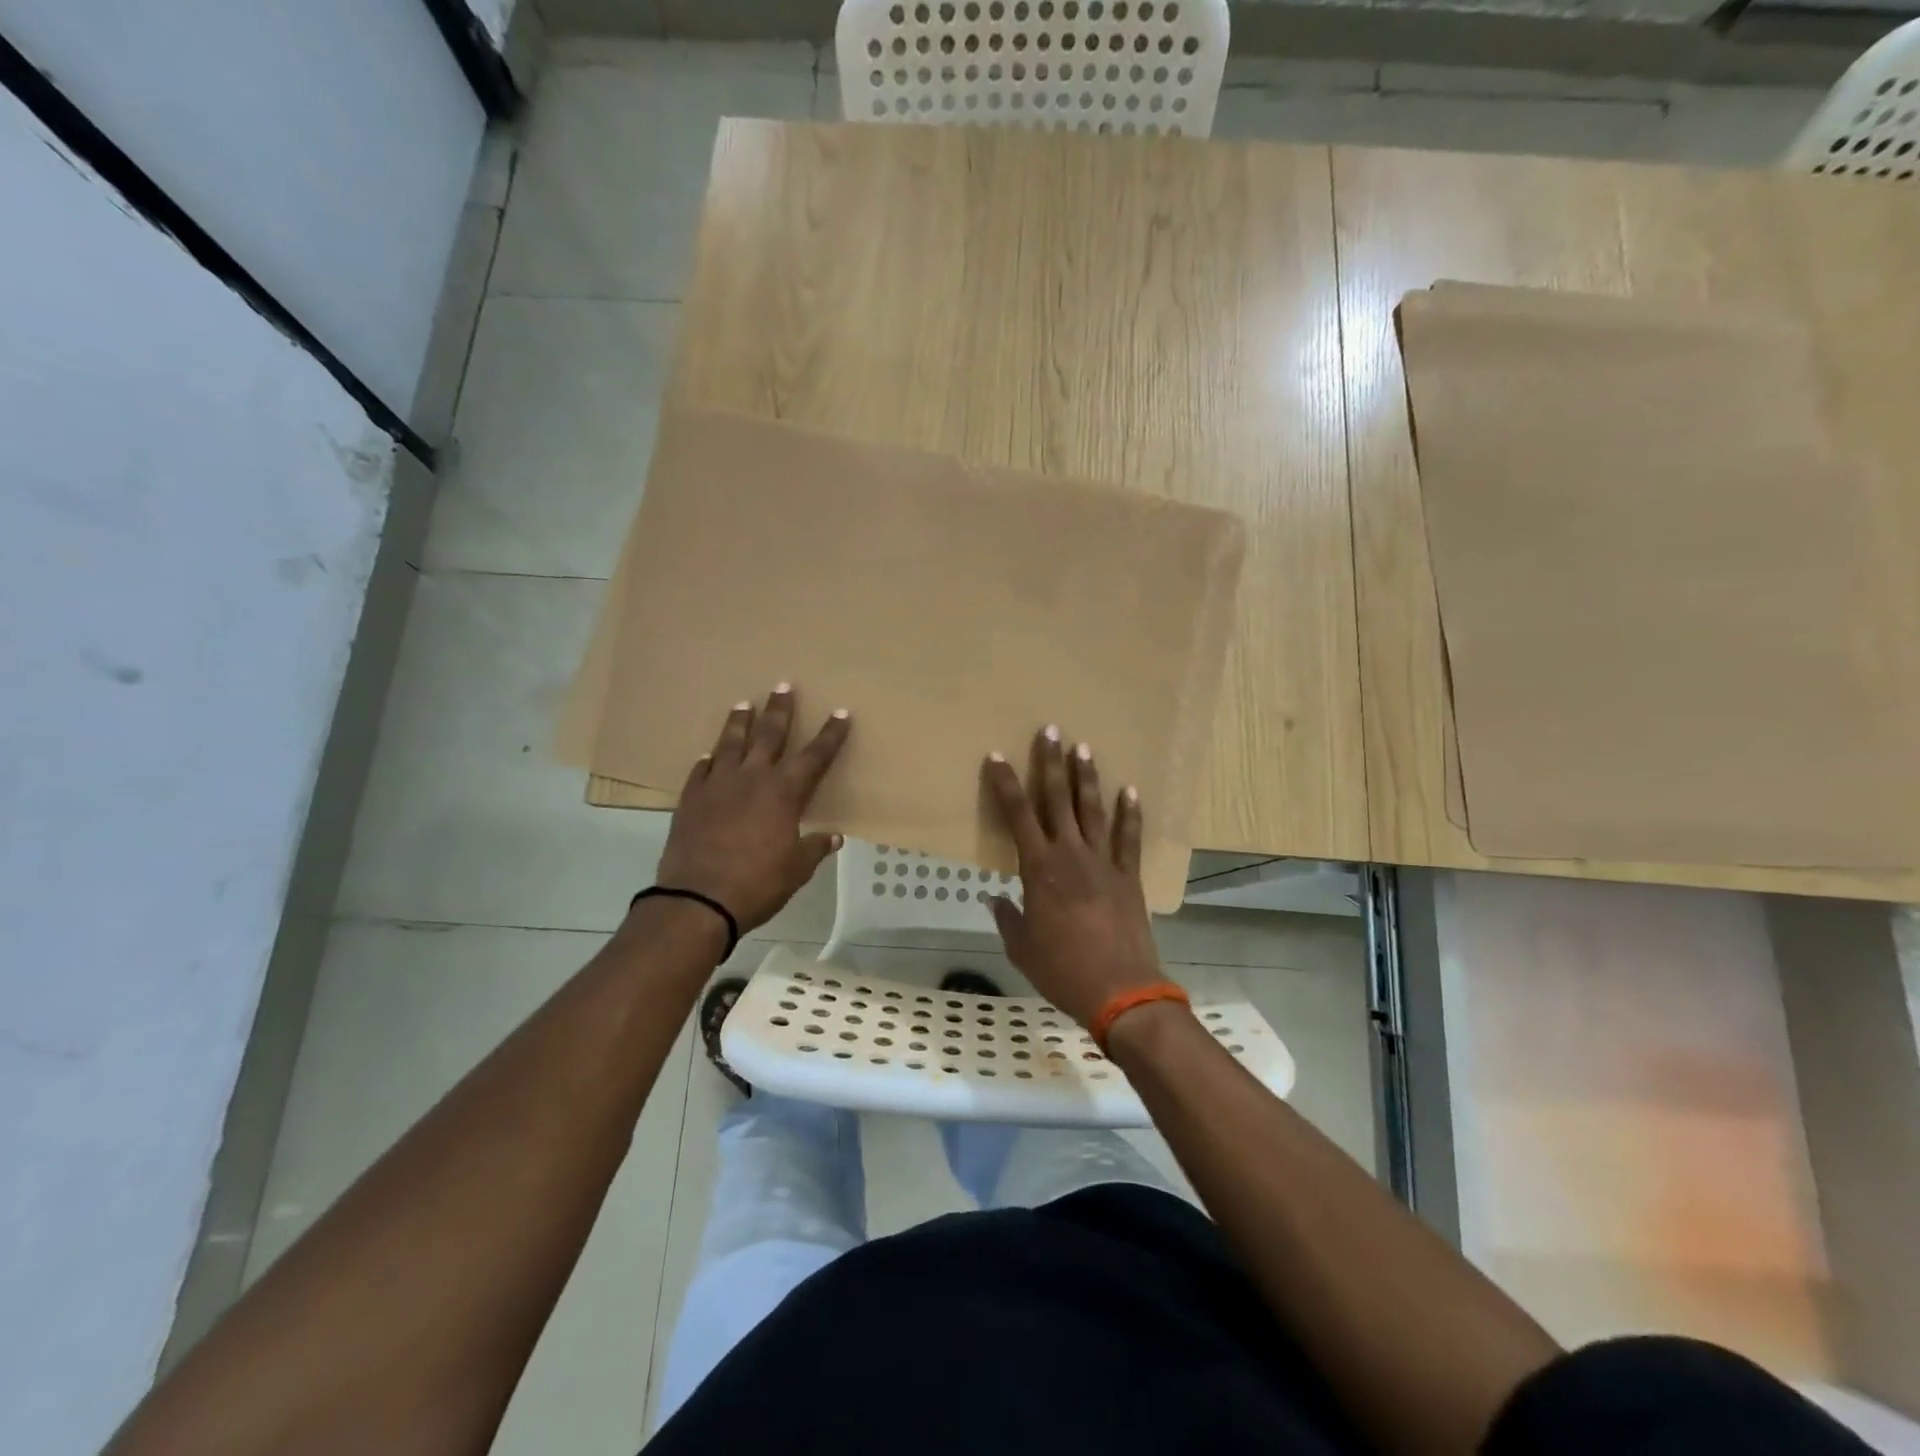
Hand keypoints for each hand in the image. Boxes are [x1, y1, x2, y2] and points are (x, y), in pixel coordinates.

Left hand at [655, 686, 850, 933]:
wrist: (698, 899)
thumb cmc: (757, 884)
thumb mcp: (796, 870)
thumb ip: (813, 848)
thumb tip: (833, 837)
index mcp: (784, 793)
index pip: (815, 756)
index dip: (830, 735)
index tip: (840, 713)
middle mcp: (752, 779)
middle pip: (769, 735)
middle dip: (780, 710)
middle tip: (783, 685)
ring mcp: (717, 786)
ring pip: (730, 743)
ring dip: (739, 722)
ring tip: (743, 703)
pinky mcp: (690, 800)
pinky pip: (700, 772)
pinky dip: (707, 761)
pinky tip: (708, 755)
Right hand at [981, 726, 1163, 1026]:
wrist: (1119, 990)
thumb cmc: (1061, 969)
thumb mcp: (1022, 948)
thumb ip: (1008, 918)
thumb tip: (995, 899)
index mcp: (1039, 869)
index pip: (1017, 816)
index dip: (1005, 784)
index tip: (997, 756)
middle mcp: (1070, 854)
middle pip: (1057, 799)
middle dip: (1051, 762)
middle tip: (1051, 730)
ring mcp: (1103, 862)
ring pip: (1093, 810)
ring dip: (1087, 777)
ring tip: (1084, 747)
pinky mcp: (1128, 876)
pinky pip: (1129, 838)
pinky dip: (1130, 814)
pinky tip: (1131, 790)